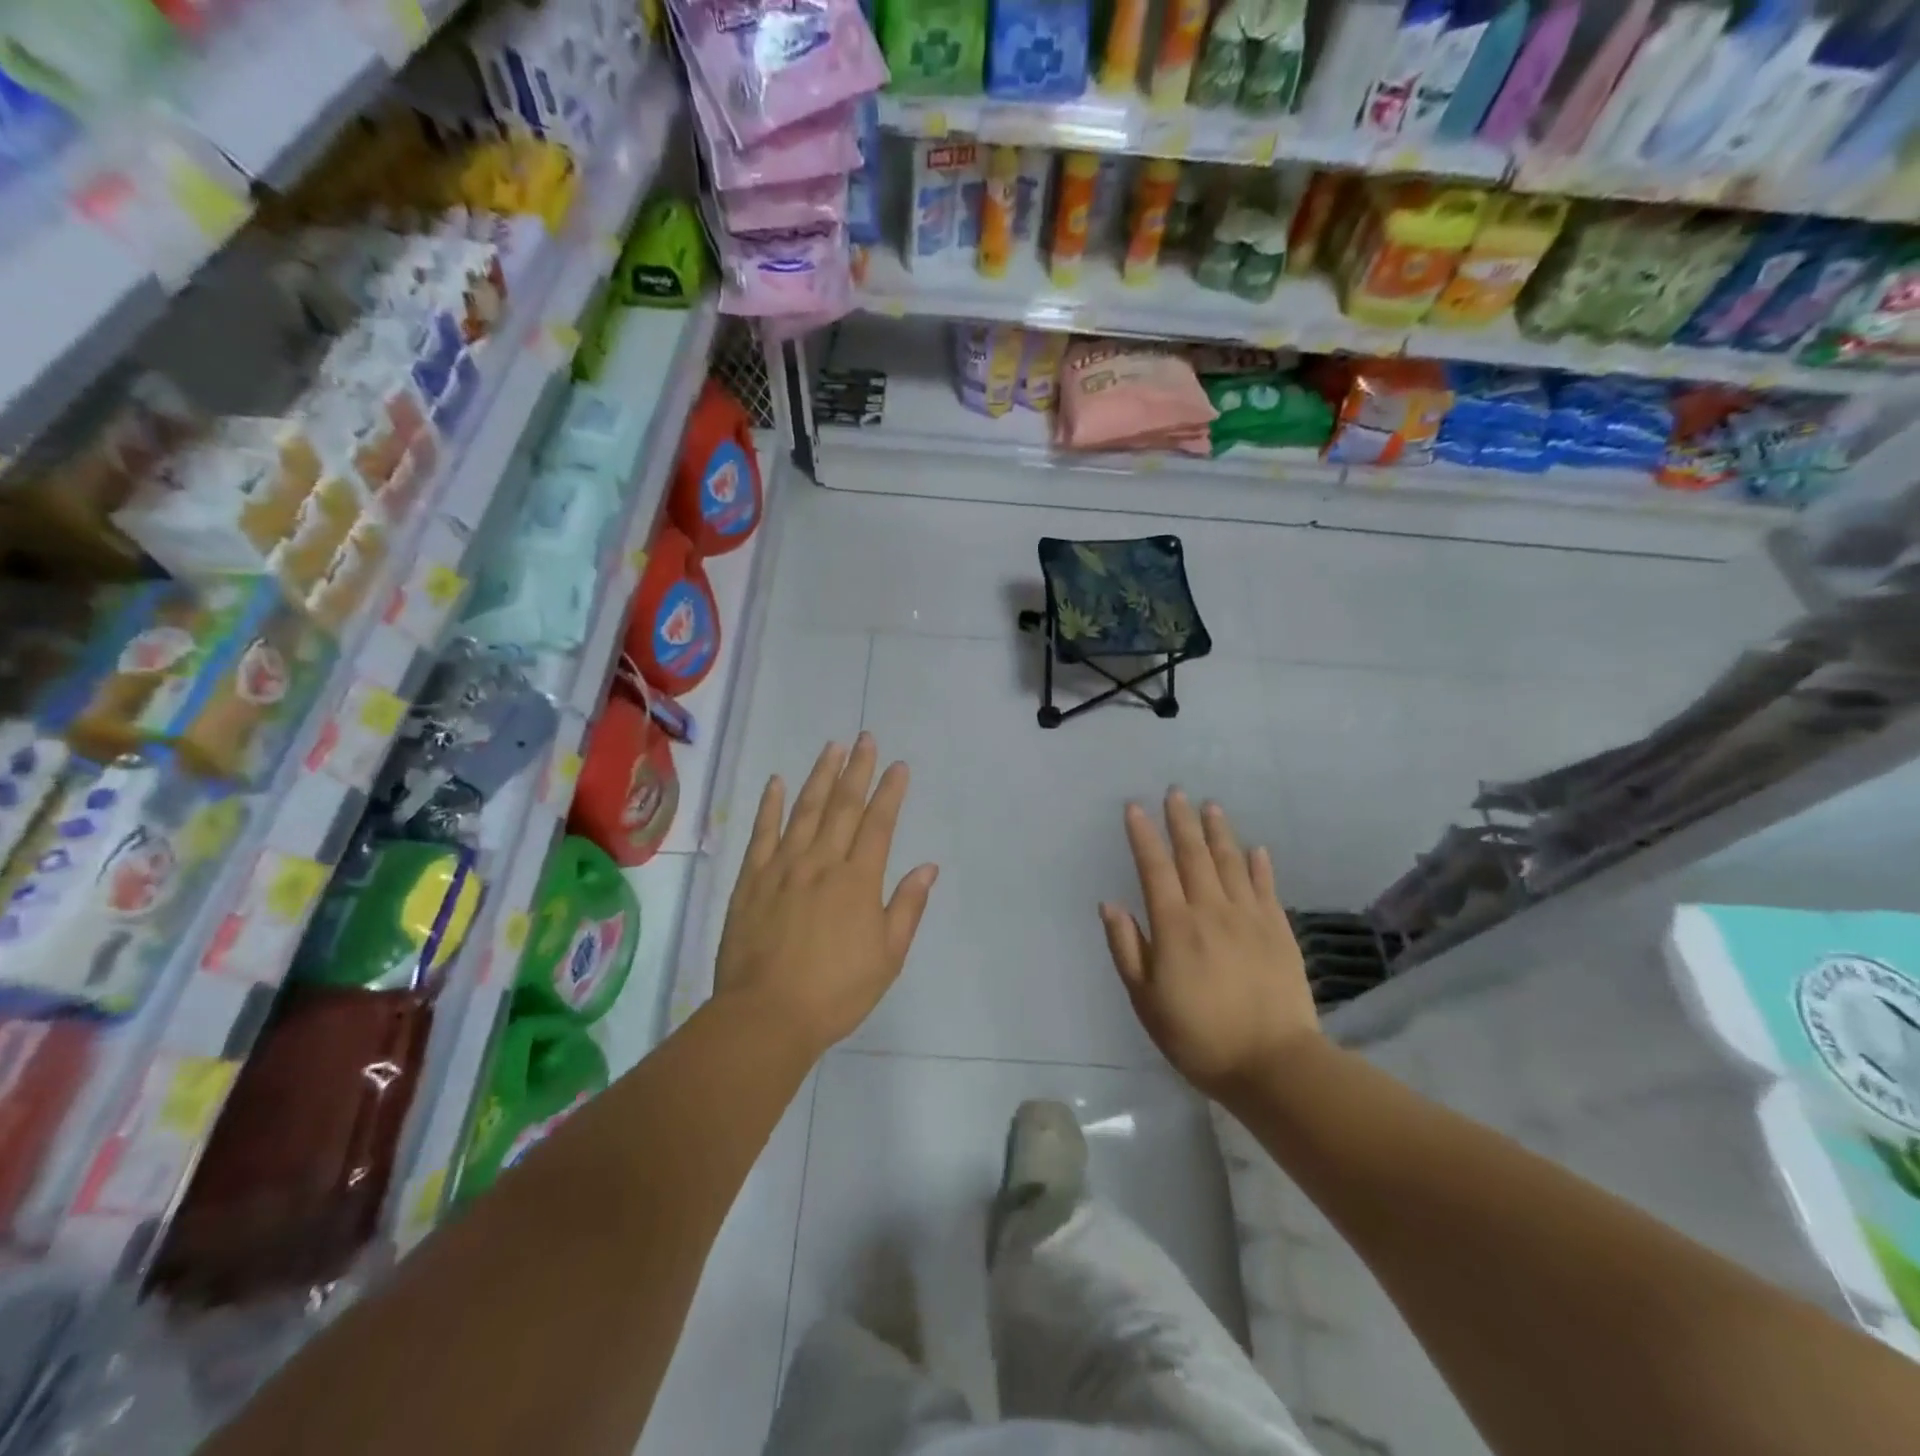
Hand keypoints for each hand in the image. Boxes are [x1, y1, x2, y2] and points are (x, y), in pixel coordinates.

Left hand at [714, 734, 937, 1055]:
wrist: (766, 1016)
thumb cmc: (836, 992)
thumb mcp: (887, 957)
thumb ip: (907, 907)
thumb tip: (927, 867)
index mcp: (858, 880)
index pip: (879, 823)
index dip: (890, 792)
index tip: (898, 765)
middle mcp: (822, 862)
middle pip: (843, 806)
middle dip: (858, 769)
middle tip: (865, 738)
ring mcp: (782, 867)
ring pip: (804, 810)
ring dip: (820, 776)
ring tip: (832, 748)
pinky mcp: (751, 879)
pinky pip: (762, 833)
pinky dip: (770, 805)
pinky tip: (777, 782)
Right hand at [1101, 791, 1320, 1100]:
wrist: (1274, 1064)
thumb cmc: (1198, 1036)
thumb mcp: (1146, 1001)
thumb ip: (1127, 949)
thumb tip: (1111, 905)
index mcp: (1174, 926)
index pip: (1154, 868)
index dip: (1143, 835)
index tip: (1134, 807)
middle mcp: (1211, 910)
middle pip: (1193, 855)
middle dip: (1181, 820)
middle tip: (1175, 791)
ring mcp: (1249, 917)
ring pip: (1231, 862)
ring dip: (1218, 832)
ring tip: (1210, 806)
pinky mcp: (1279, 930)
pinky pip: (1266, 887)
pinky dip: (1259, 864)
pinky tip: (1256, 848)